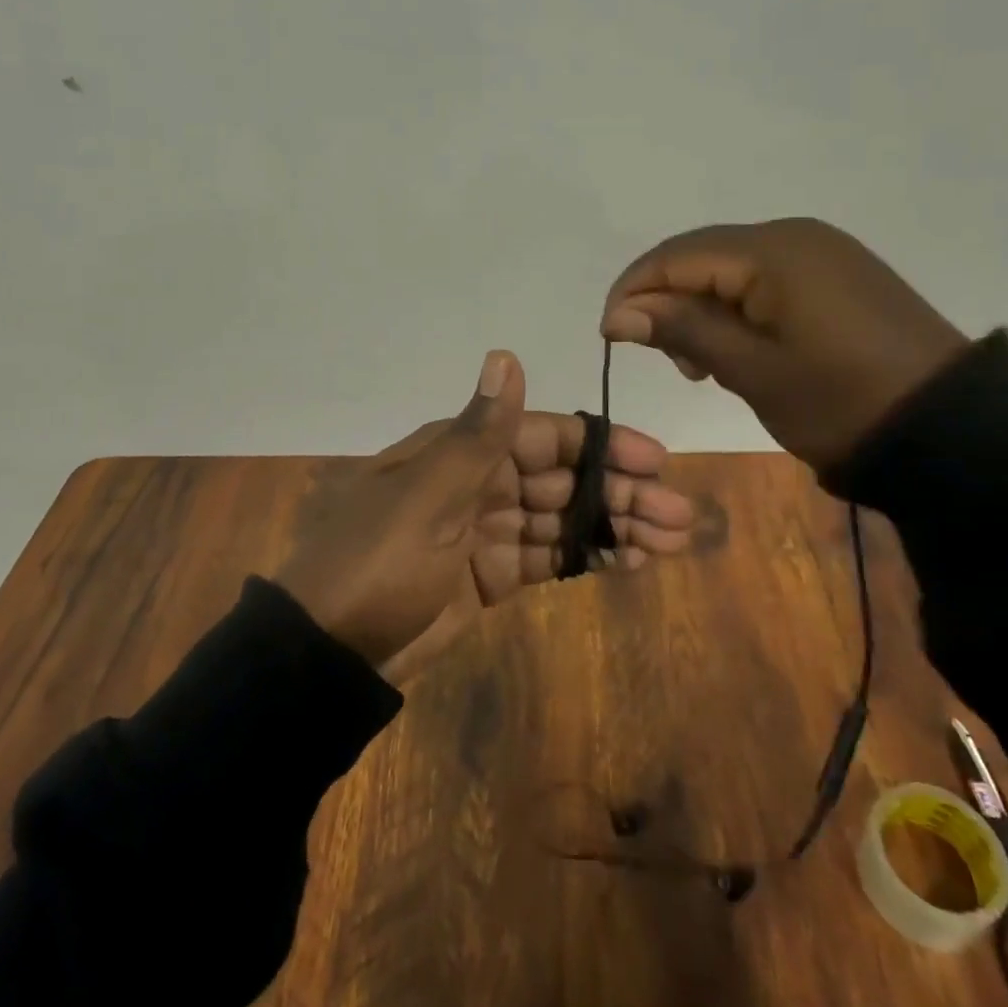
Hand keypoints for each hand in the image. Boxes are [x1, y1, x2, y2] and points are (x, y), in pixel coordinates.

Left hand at [274, 351, 692, 678]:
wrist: (329, 651)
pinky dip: (585, 557)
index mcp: (461, 451)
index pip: (546, 436)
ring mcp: (484, 531)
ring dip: (613, 526)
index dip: (601, 446)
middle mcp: (478, 482)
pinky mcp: (488, 575)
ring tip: (671, 542)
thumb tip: (506, 355)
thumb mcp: (427, 497)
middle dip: (619, 493)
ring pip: (561, 520)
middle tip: (678, 515)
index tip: (653, 461)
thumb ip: (479, 434)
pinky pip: (546, 557)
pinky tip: (628, 562)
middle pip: (562, 479)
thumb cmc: (378, 562)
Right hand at [600, 219, 968, 469]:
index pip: (676, 256)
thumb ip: (683, 331)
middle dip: (666, 300)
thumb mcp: (751, 370)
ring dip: (700, 307)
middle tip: (663, 359)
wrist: (952, 429)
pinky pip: (765, 279)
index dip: (633, 292)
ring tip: (700, 364)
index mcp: (772, 251)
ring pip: (730, 268)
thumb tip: (620, 313)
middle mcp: (793, 235)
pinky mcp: (837, 274)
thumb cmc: (840, 402)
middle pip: (701, 256)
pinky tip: (738, 347)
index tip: (610, 338)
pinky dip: (736, 308)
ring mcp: (821, 251)